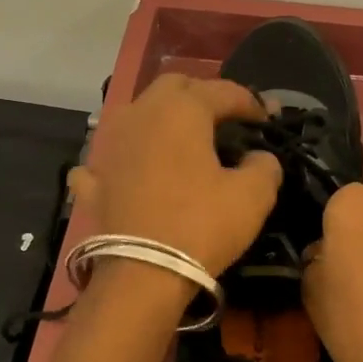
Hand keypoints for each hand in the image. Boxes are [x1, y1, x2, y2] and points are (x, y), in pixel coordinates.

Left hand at [70, 73, 282, 276]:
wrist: (142, 273)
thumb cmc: (202, 225)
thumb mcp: (253, 196)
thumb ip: (265, 165)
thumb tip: (259, 157)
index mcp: (182, 109)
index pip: (224, 91)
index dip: (251, 102)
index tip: (268, 119)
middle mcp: (141, 113)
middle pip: (174, 88)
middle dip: (203, 96)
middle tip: (225, 120)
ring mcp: (110, 144)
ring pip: (139, 114)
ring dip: (162, 119)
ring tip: (182, 140)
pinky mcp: (94, 177)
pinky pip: (110, 156)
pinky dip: (125, 158)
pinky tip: (131, 169)